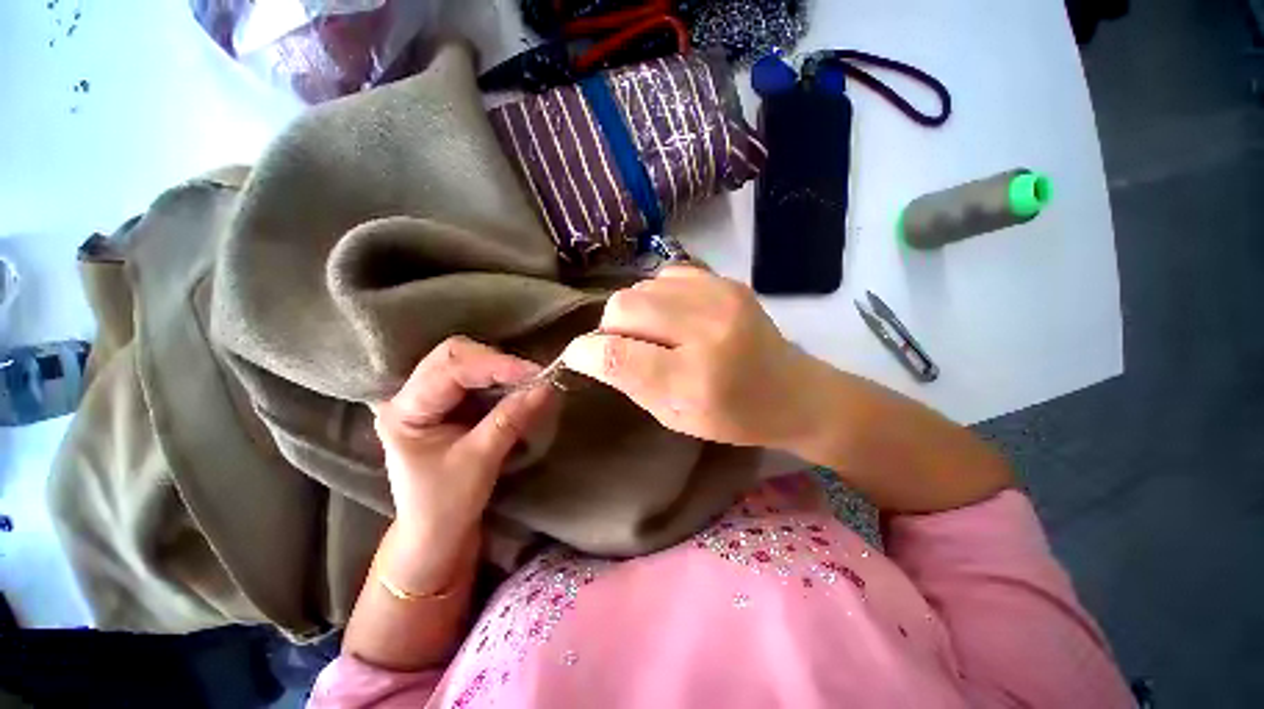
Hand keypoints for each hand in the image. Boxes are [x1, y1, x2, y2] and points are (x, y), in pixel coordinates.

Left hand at [372, 336, 554, 593]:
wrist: (436, 533)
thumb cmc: (446, 505)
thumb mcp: (479, 462)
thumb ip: (510, 420)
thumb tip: (545, 388)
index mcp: (404, 411)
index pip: (450, 372)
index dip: (495, 367)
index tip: (535, 373)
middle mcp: (410, 395)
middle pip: (453, 355)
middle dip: (495, 361)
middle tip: (530, 377)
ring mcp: (429, 396)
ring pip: (466, 360)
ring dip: (500, 367)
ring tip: (528, 381)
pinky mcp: (448, 403)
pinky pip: (476, 376)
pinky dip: (500, 377)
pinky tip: (517, 386)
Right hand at [562, 266, 827, 449]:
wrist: (794, 391)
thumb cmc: (734, 417)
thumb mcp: (676, 418)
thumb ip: (631, 383)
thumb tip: (593, 352)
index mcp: (695, 378)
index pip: (617, 354)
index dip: (585, 353)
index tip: (577, 356)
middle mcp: (707, 328)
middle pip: (623, 306)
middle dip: (610, 328)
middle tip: (624, 346)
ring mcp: (720, 297)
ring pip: (640, 287)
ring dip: (635, 312)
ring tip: (654, 333)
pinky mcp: (727, 282)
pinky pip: (666, 276)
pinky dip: (658, 296)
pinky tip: (673, 316)